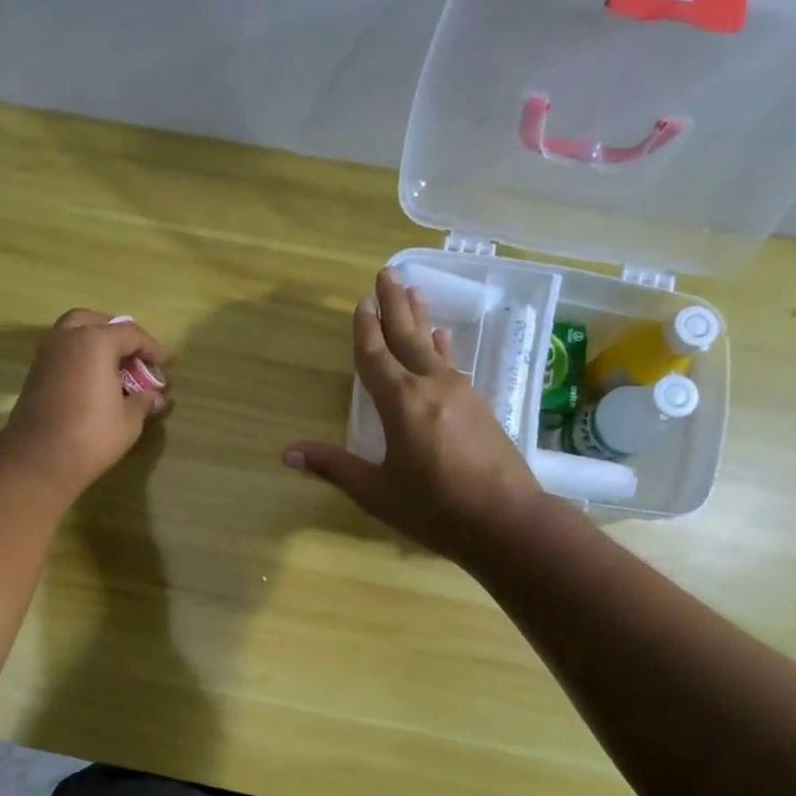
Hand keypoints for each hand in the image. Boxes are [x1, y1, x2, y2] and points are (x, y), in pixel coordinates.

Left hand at [0, 309, 173, 499]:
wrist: (39, 460)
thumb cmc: (92, 436)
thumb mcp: (129, 420)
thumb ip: (144, 401)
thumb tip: (157, 397)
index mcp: (95, 342)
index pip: (131, 334)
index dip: (154, 348)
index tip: (169, 363)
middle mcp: (67, 338)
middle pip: (97, 322)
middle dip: (119, 335)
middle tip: (135, 356)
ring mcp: (47, 354)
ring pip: (74, 334)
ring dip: (96, 344)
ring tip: (116, 369)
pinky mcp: (35, 373)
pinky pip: (63, 352)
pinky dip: (81, 357)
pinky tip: (95, 381)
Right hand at [282, 269, 545, 561]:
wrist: (508, 522)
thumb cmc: (435, 509)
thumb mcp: (377, 491)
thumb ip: (334, 467)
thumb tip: (287, 453)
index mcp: (401, 402)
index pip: (375, 357)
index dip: (364, 330)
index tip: (360, 302)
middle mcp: (431, 386)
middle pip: (407, 337)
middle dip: (394, 305)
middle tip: (387, 272)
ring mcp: (461, 394)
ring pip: (433, 347)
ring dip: (420, 319)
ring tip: (414, 291)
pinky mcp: (481, 406)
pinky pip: (453, 365)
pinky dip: (442, 348)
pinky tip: (444, 341)